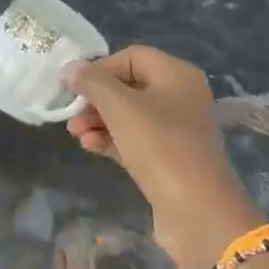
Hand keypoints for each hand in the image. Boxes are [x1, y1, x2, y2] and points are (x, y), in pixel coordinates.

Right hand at [66, 46, 262, 268]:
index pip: (131, 56)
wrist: (198, 212)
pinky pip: (132, 139)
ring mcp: (174, 130)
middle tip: (71, 112)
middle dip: (96, 98)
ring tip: (74, 132)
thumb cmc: (160, 146)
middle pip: (128, 86)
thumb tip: (70, 67)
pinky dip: (110, 139)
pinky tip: (89, 146)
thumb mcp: (120, 107)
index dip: (101, 67)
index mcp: (177, 75)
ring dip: (98, 120)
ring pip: (128, 115)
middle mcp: (179, 97)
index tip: (76, 86)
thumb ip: (92, 82)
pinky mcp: (167, 159)